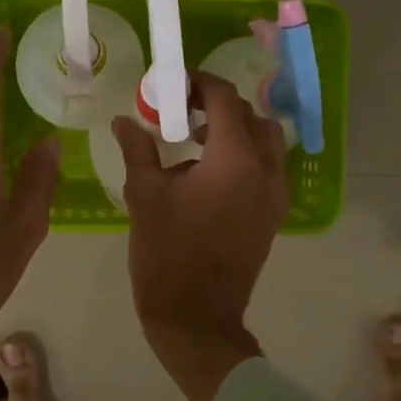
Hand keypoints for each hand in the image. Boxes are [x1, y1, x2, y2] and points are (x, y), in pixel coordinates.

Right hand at [112, 72, 289, 400]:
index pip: (225, 99)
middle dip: (219, 105)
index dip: (200, 84)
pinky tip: (210, 172)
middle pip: (252, 116)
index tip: (174, 85)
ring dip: (237, 130)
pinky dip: (246, 155)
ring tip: (197, 141)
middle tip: (183, 111)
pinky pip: (268, 167)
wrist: (196, 316)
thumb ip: (138, 149)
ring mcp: (276, 194)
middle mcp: (266, 170)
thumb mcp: (145, 195)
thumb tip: (125, 120)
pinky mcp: (274, 214)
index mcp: (234, 159)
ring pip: (267, 141)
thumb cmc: (166, 253)